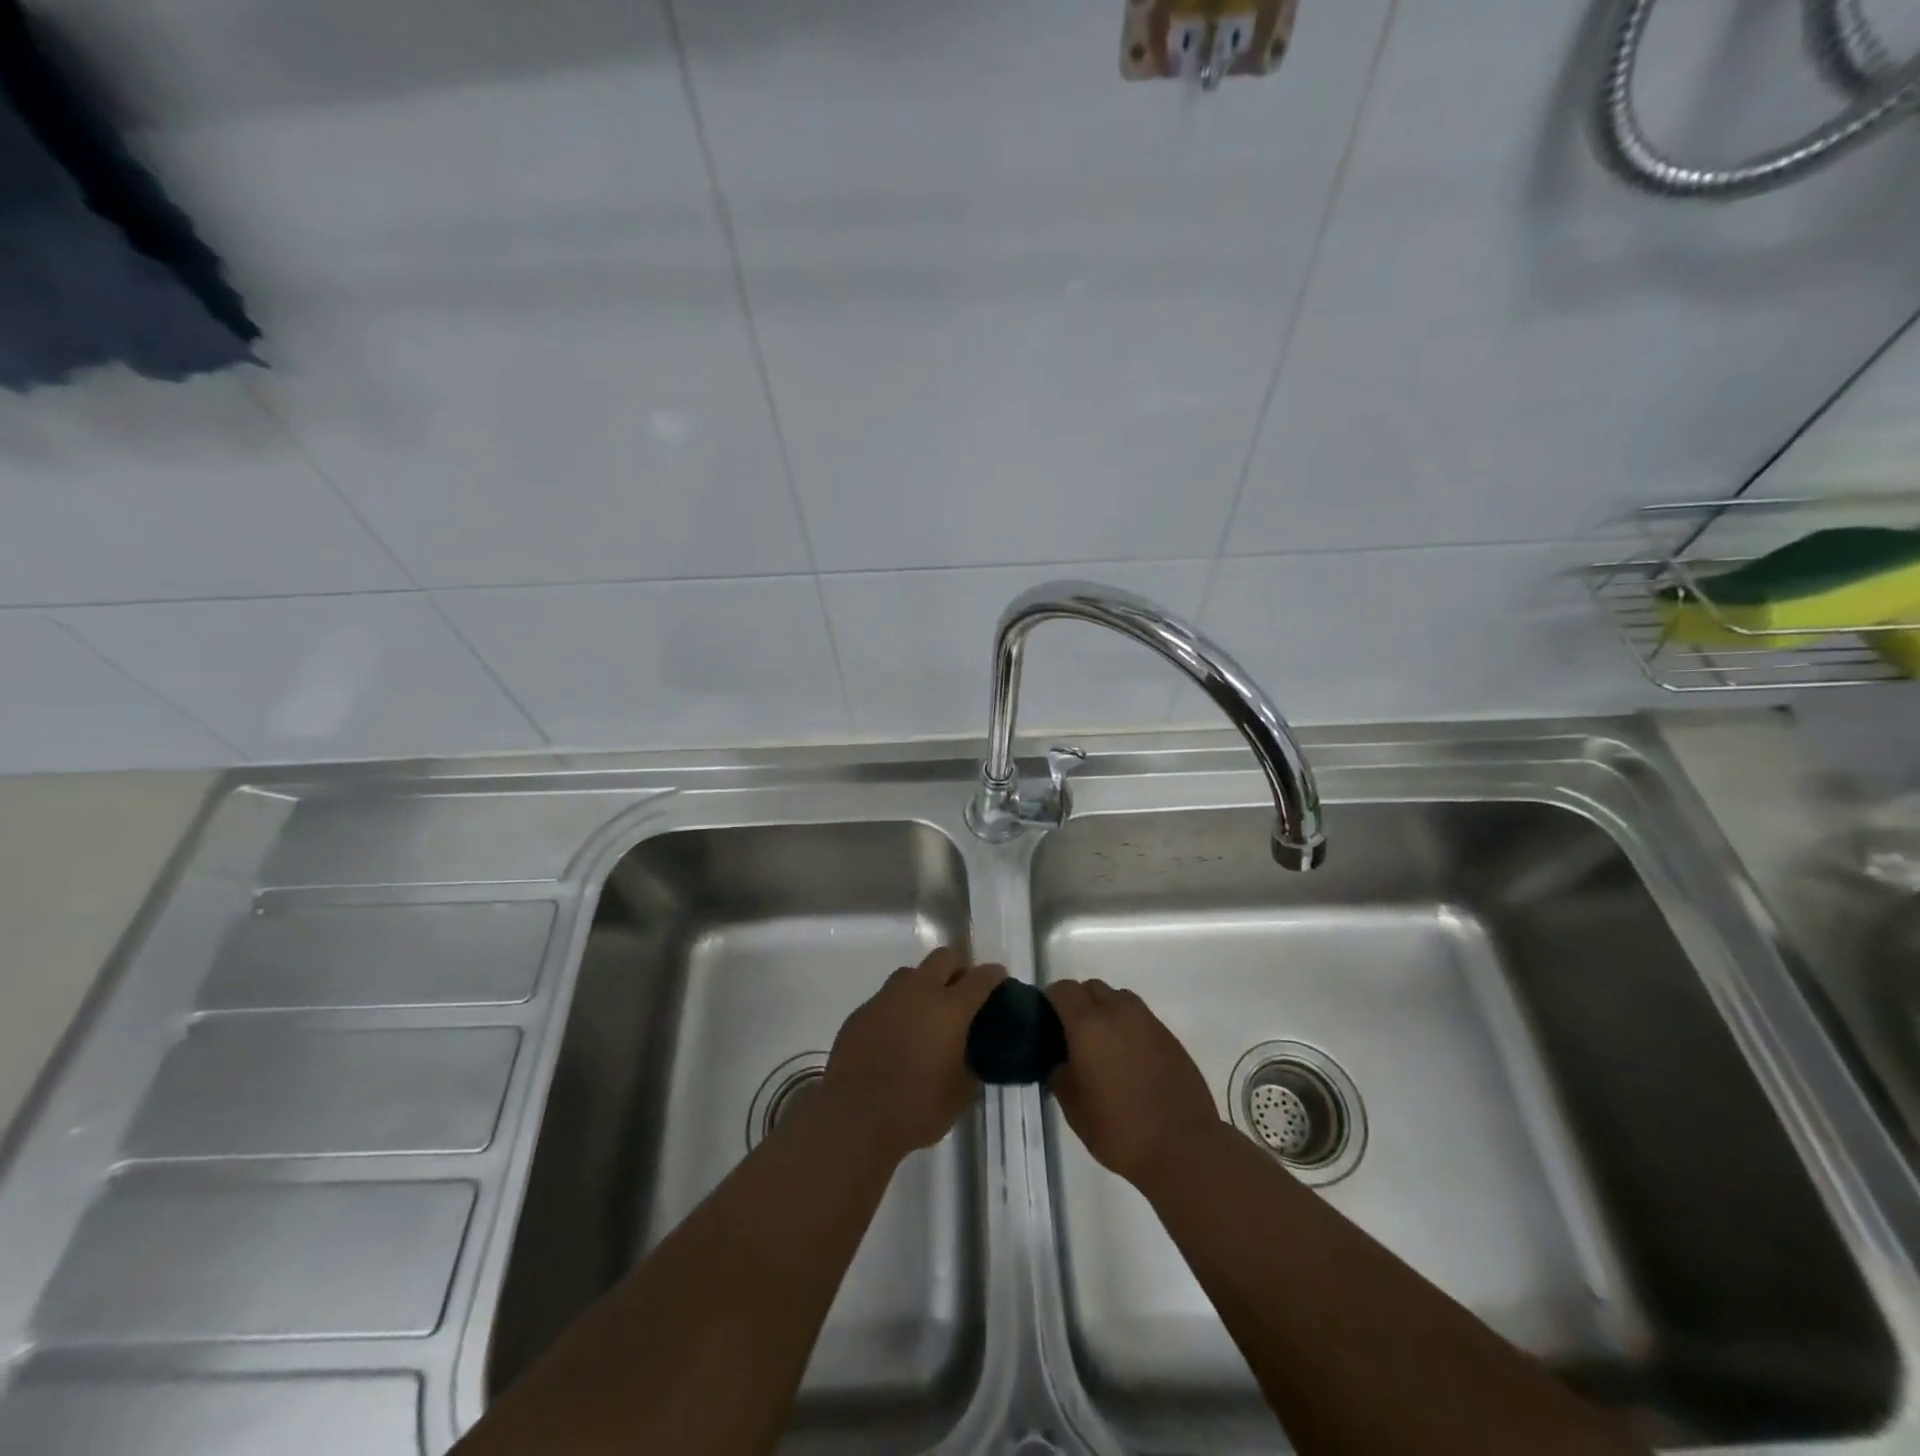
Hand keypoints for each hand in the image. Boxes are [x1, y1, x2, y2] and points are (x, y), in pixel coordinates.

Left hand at [816, 947, 1006, 1163]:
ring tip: (926, 1014)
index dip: (993, 975)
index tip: (999, 978)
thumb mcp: (959, 1095)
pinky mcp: (860, 1013)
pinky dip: (897, 1008)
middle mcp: (918, 993)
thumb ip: (970, 1067)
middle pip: (943, 958)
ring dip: (924, 985)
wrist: (854, 1118)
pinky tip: (895, 1035)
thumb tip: (970, 1059)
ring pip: (910, 974)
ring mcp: (885, 999)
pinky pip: (885, 999)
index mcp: (949, 1009)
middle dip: (957, 969)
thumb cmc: (916, 1108)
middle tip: (961, 993)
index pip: (980, 978)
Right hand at [1045, 979, 1223, 1187]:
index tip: (1044, 1021)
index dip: (1049, 1000)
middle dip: (1078, 1002)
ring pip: (1119, 999)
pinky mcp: (1169, 1037)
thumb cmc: (1120, 1129)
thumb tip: (1057, 1062)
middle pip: (1092, 988)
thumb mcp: (1074, 1109)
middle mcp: (1119, 1012)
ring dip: (1105, 1011)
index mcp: (1089, 1024)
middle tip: (1071, 1034)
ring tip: (1102, 1045)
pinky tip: (1128, 1059)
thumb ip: (1059, 1075)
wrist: (1183, 1147)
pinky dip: (1128, 1027)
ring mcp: (1148, 1022)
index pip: (1063, 990)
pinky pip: (1140, 1018)